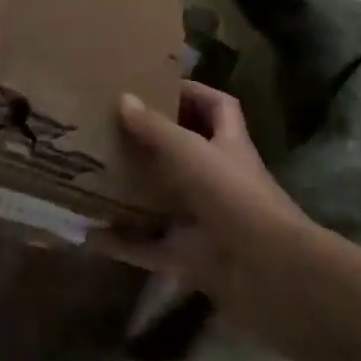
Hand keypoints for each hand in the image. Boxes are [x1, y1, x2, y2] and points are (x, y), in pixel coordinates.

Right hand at [91, 81, 313, 319]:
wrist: (268, 273)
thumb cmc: (233, 196)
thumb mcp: (190, 152)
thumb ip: (156, 128)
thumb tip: (123, 98)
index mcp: (228, 144)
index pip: (217, 106)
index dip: (192, 93)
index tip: (155, 87)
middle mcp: (219, 178)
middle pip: (185, 152)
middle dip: (152, 142)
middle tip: (113, 129)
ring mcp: (206, 220)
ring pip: (165, 200)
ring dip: (135, 192)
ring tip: (95, 175)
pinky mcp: (192, 258)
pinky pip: (151, 248)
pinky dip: (124, 244)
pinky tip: (92, 236)